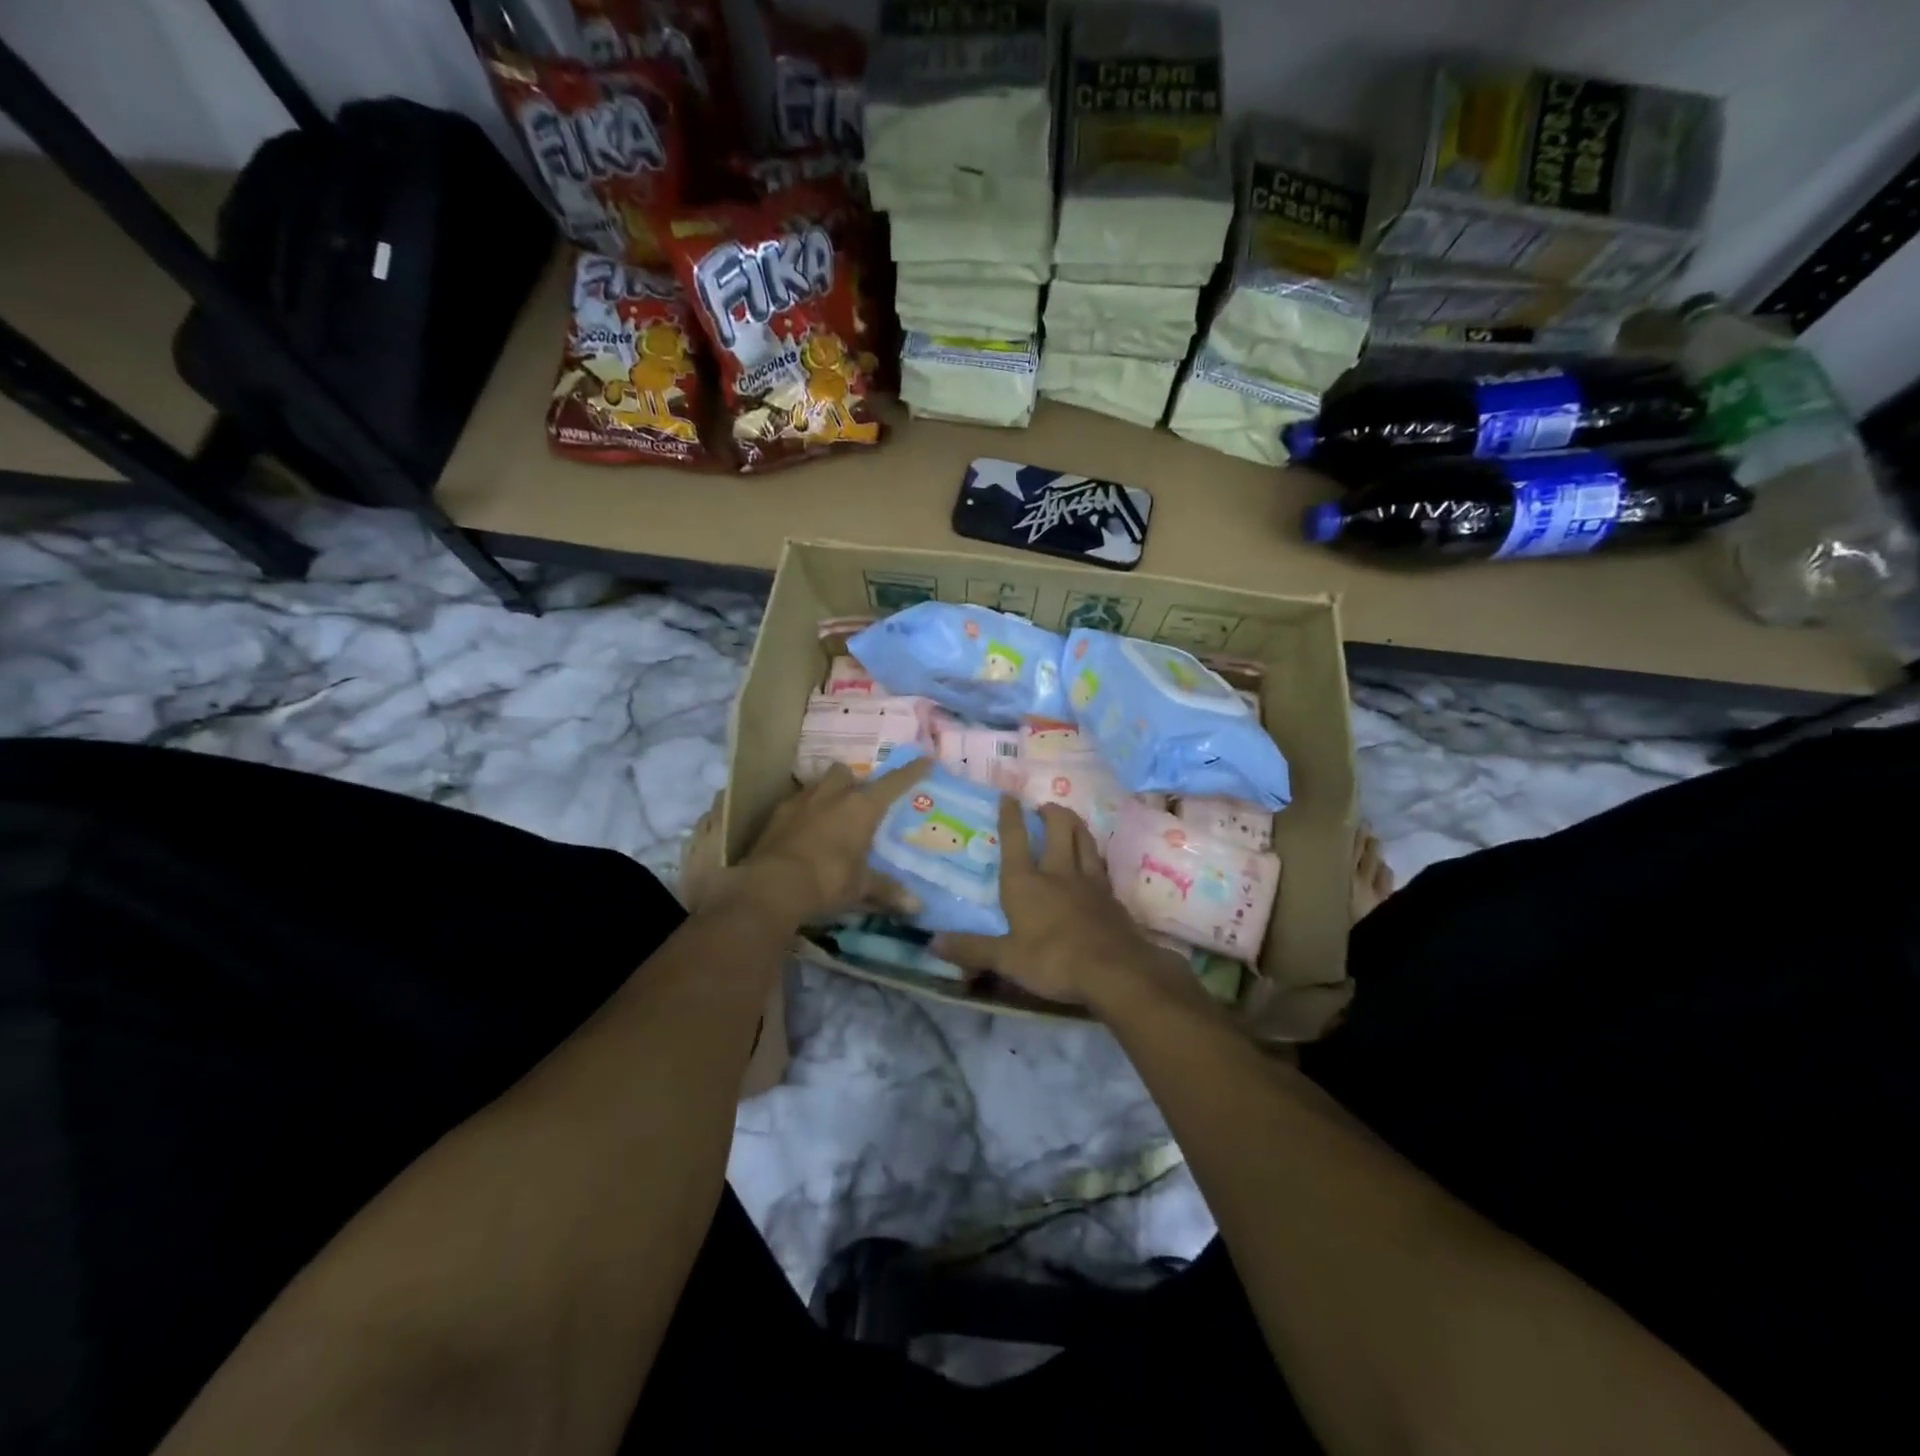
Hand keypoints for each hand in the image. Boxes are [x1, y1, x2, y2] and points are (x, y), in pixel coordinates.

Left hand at [727, 760, 930, 925]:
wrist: (772, 885)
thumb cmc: (828, 881)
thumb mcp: (861, 887)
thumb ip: (887, 891)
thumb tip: (917, 906)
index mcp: (861, 807)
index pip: (893, 783)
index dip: (911, 772)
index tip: (925, 760)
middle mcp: (833, 795)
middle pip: (846, 772)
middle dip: (853, 781)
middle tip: (858, 800)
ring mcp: (801, 801)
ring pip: (818, 782)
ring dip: (827, 792)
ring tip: (830, 812)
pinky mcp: (777, 813)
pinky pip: (795, 802)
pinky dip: (803, 811)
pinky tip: (804, 830)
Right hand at [934, 800, 1187, 1006]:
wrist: (1114, 971)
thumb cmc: (1053, 961)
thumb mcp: (1007, 960)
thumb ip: (972, 949)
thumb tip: (932, 942)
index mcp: (1025, 883)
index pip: (1015, 840)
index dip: (1010, 815)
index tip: (1008, 795)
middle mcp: (1057, 872)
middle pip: (1058, 828)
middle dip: (1050, 812)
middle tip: (1043, 807)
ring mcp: (1089, 881)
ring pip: (1084, 839)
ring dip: (1075, 824)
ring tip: (1069, 818)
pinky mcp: (1111, 895)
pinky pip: (1100, 863)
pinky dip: (1094, 853)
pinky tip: (1093, 858)